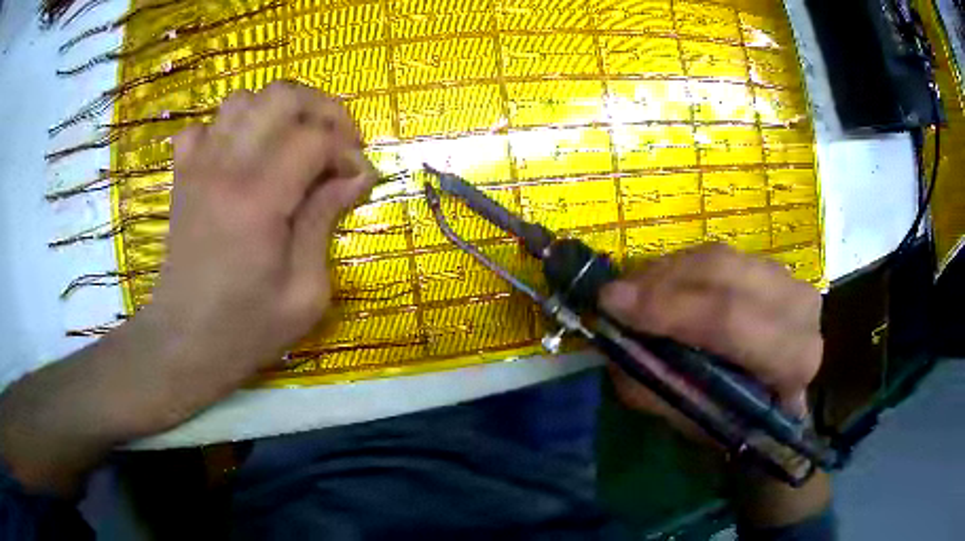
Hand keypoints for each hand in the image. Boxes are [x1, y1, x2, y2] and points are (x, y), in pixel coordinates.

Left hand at [149, 82, 375, 394]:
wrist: (183, 343)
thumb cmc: (246, 329)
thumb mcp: (305, 293)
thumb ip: (326, 222)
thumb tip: (356, 177)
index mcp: (259, 201)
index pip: (315, 138)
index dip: (348, 150)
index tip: (359, 179)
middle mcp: (225, 169)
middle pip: (281, 95)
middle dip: (321, 110)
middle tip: (336, 144)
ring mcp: (198, 167)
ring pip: (243, 99)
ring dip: (278, 113)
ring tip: (292, 145)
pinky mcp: (183, 176)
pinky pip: (204, 126)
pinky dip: (229, 129)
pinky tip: (242, 157)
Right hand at [598, 243, 829, 527]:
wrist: (783, 398)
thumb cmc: (743, 420)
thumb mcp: (697, 421)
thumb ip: (658, 387)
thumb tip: (612, 347)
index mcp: (792, 357)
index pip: (730, 320)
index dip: (669, 310)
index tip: (612, 306)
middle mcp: (798, 307)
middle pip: (723, 274)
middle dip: (660, 283)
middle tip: (613, 295)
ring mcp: (787, 278)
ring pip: (718, 258)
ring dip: (665, 273)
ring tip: (630, 291)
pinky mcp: (771, 266)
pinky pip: (717, 255)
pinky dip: (680, 268)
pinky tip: (657, 284)